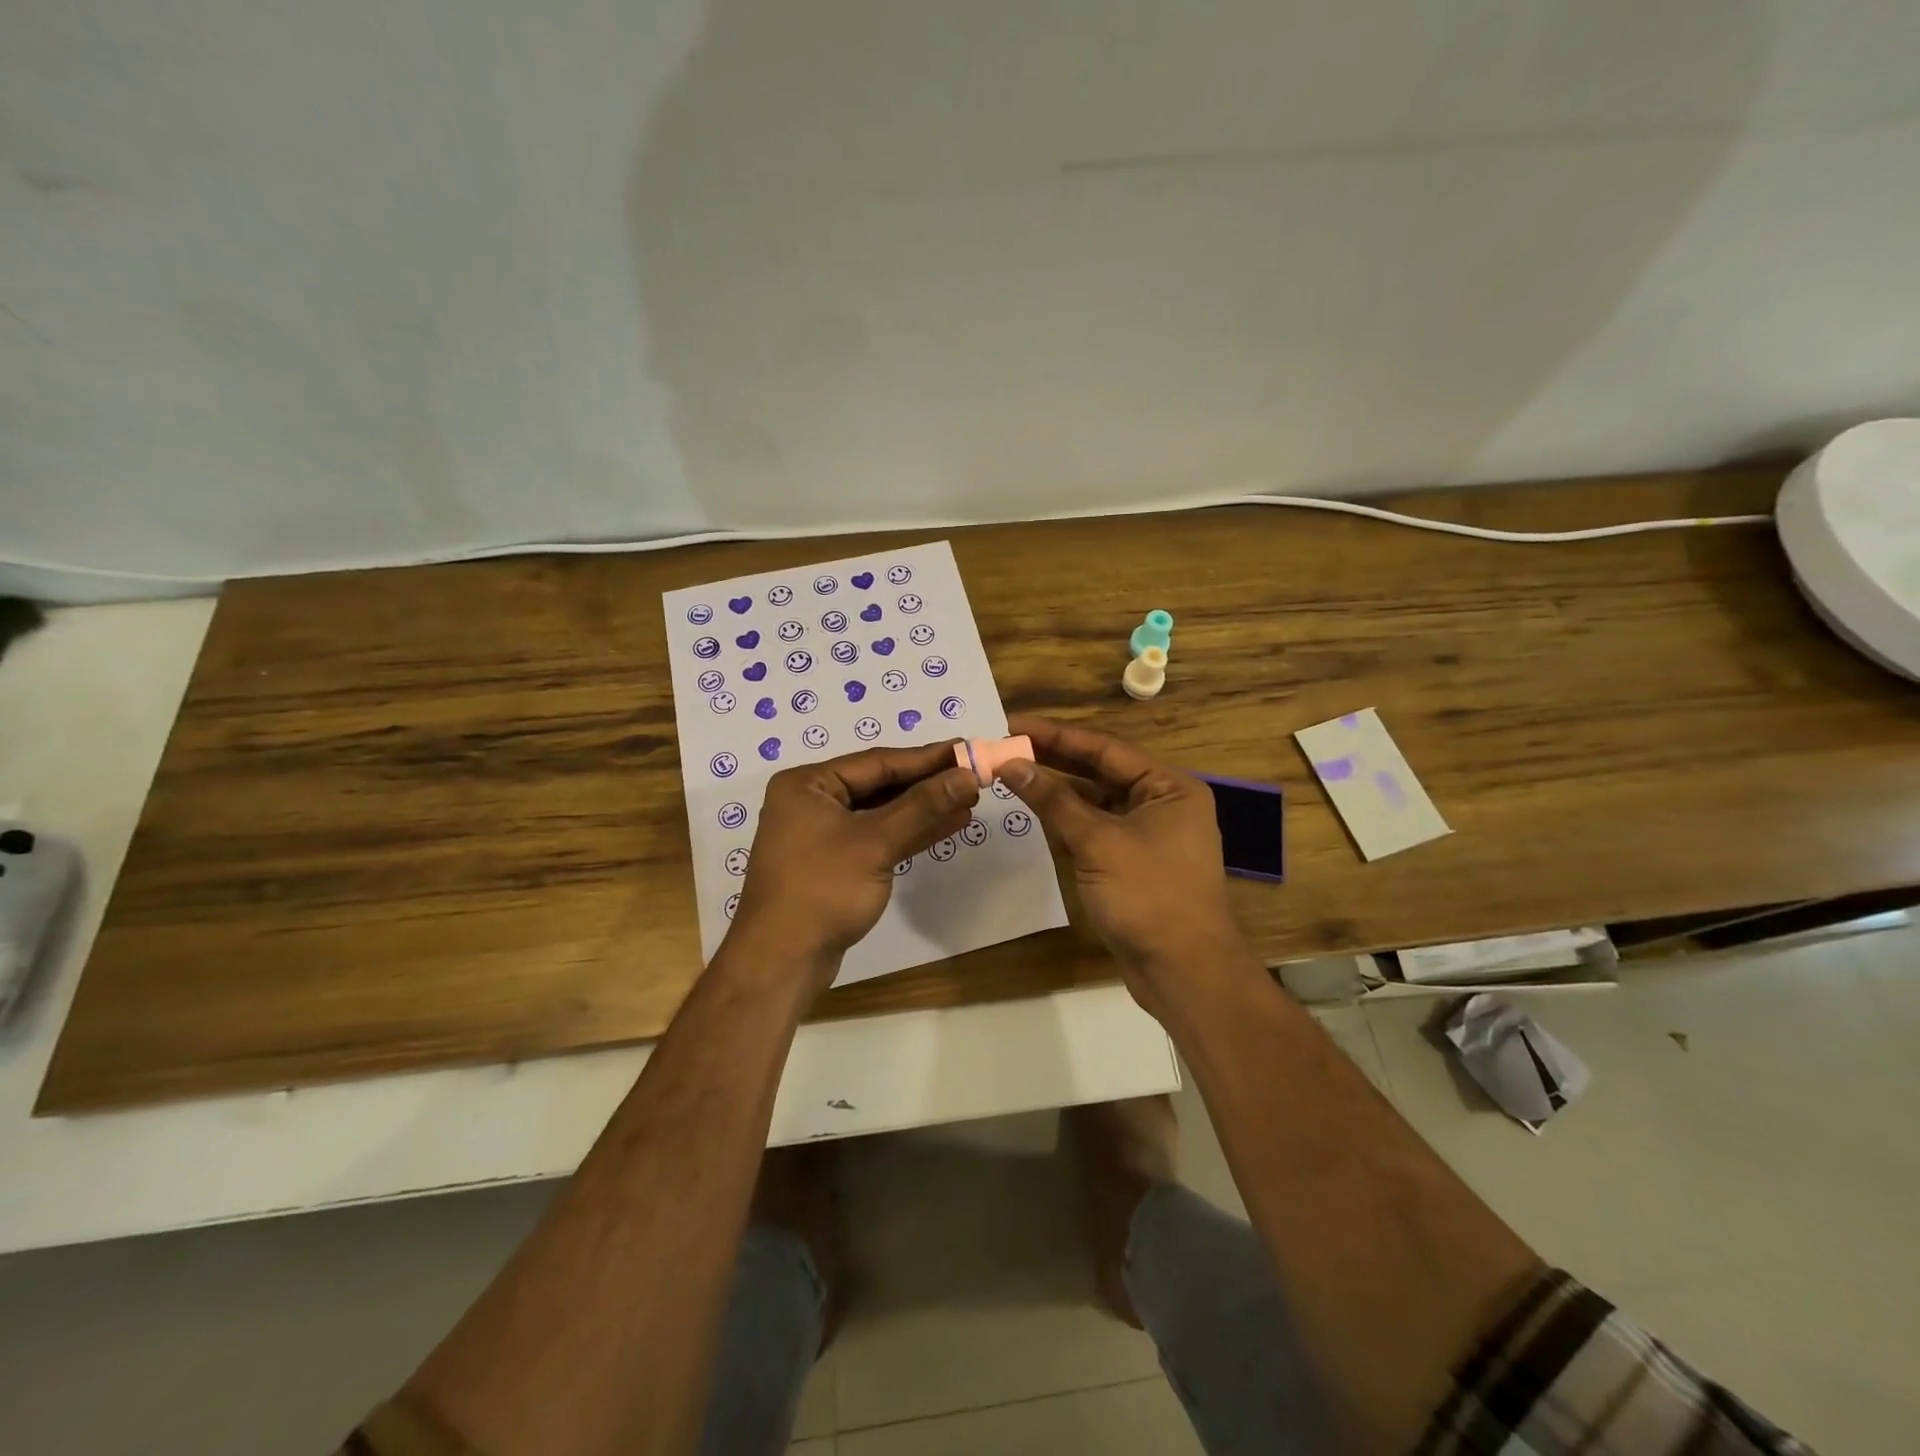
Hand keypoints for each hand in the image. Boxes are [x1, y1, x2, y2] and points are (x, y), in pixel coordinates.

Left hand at [729, 741, 979, 978]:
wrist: (781, 961)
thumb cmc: (822, 890)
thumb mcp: (876, 843)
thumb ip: (923, 806)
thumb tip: (967, 776)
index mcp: (808, 784)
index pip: (877, 762)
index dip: (926, 758)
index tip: (967, 749)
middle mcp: (811, 801)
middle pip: (879, 785)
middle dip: (927, 783)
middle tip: (973, 775)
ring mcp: (822, 834)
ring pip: (882, 813)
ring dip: (924, 809)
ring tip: (969, 800)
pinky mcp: (834, 863)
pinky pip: (877, 837)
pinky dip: (910, 833)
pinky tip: (947, 825)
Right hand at [999, 717, 1249, 1003]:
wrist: (1184, 973)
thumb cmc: (1149, 896)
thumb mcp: (1098, 843)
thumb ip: (1053, 801)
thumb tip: (1011, 764)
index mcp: (1168, 787)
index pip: (1104, 748)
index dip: (1056, 735)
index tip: (1013, 724)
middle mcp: (1161, 803)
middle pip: (1099, 772)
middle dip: (1053, 760)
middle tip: (1005, 747)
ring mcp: (1148, 835)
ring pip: (1095, 803)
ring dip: (1057, 792)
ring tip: (1012, 775)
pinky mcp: (1132, 863)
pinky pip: (1095, 831)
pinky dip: (1067, 823)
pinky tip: (1035, 813)